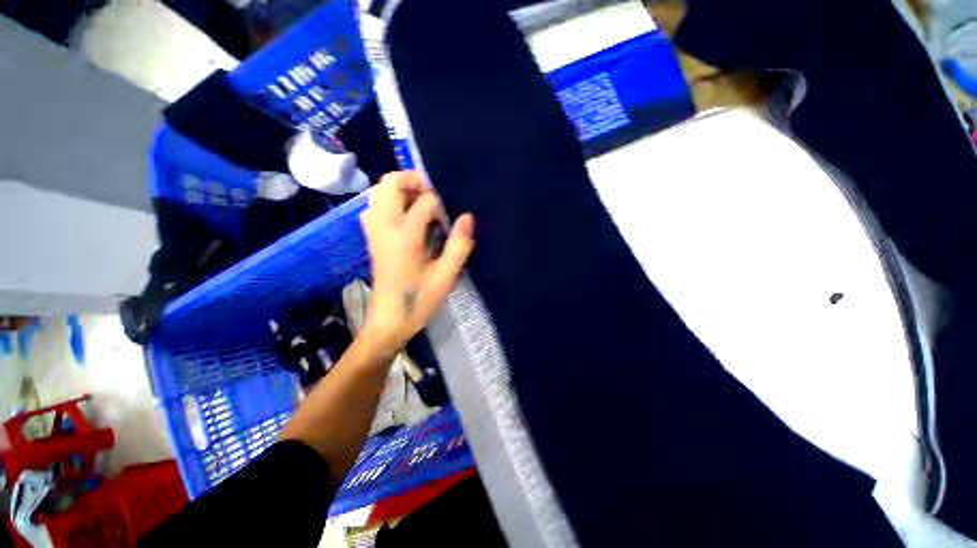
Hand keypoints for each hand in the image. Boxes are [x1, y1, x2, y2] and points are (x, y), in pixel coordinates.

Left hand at [359, 171, 474, 356]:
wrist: (389, 321)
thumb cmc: (419, 300)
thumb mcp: (446, 276)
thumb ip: (459, 245)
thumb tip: (467, 217)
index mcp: (404, 236)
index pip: (424, 202)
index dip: (441, 206)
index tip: (449, 221)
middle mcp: (384, 227)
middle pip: (389, 183)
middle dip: (413, 181)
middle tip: (433, 197)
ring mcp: (374, 231)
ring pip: (378, 192)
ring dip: (401, 190)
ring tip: (421, 204)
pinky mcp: (372, 238)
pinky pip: (375, 207)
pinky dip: (390, 202)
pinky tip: (406, 218)